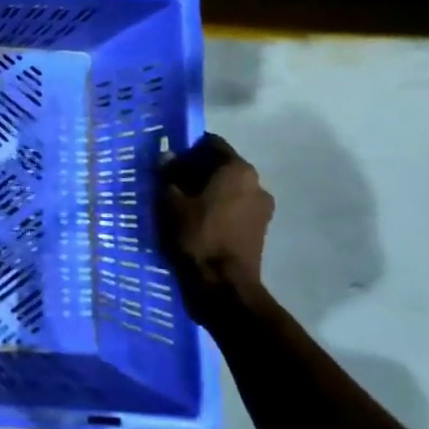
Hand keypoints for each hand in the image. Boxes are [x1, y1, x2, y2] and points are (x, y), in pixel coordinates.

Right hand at [159, 134, 273, 328]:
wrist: (223, 285)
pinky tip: (195, 220)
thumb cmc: (197, 235)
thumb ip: (168, 175)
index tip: (168, 158)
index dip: (187, 147)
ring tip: (180, 203)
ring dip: (206, 191)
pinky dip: (215, 208)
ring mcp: (261, 208)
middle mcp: (256, 184)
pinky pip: (233, 207)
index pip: (211, 143)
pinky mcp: (258, 229)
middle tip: (169, 180)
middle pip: (221, 166)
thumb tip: (167, 157)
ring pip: (227, 188)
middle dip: (196, 170)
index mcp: (237, 170)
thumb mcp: (171, 202)